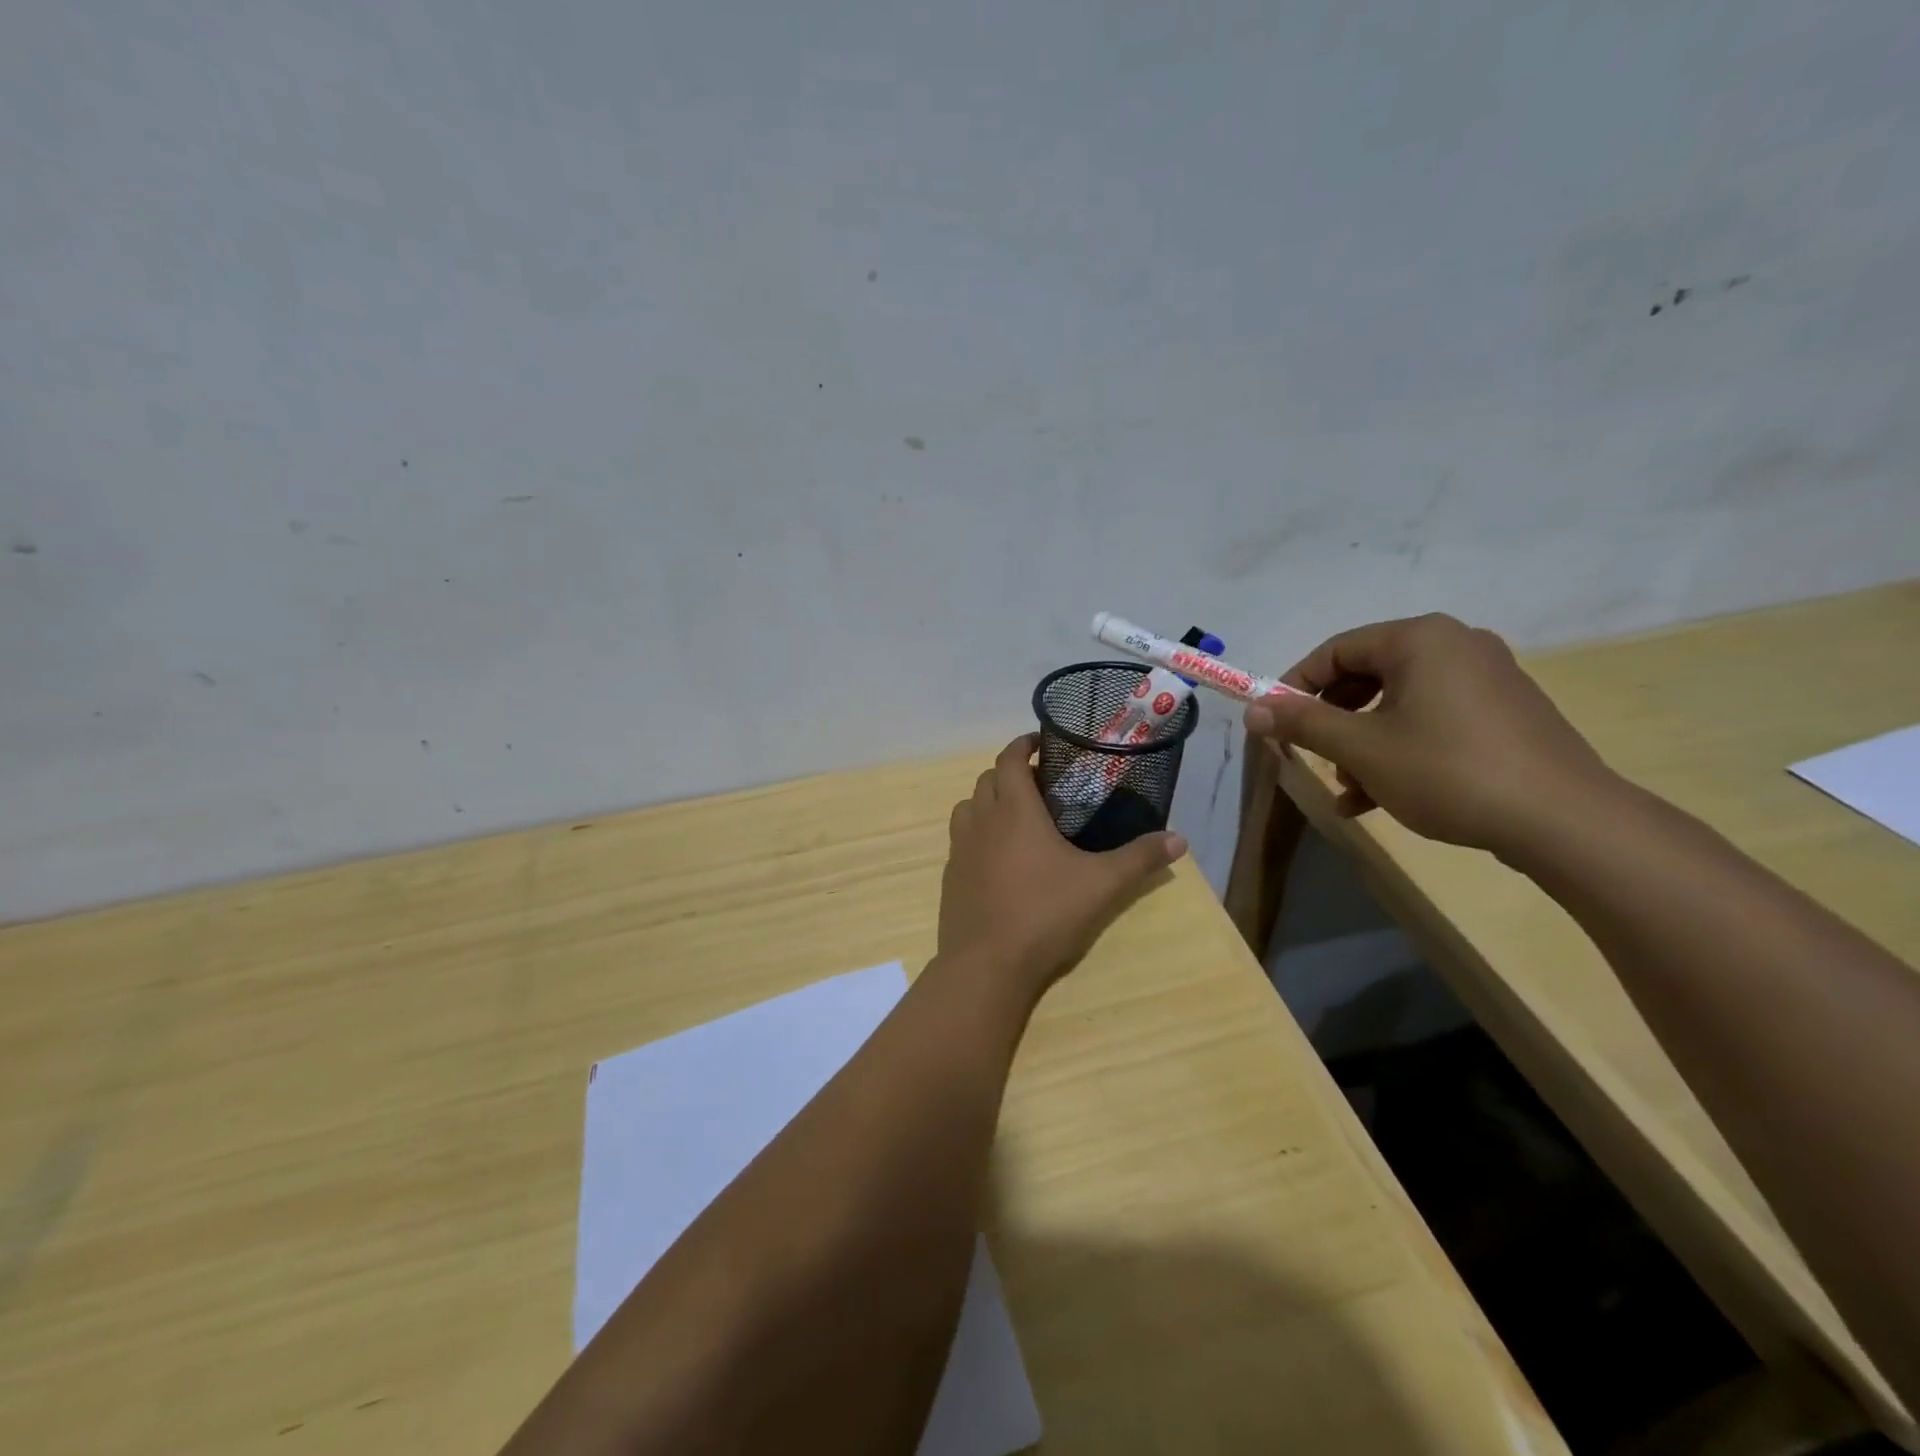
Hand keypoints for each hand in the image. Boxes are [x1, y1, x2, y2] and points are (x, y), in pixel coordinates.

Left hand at [937, 735, 1186, 991]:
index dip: (1023, 744)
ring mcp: (960, 848)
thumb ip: (1140, 859)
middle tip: (1041, 785)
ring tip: (1017, 817)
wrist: (987, 965)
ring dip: (989, 801)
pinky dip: (978, 833)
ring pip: (969, 807)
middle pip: (988, 779)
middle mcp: (981, 820)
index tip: (1041, 742)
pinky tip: (1000, 858)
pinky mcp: (951, 875)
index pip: (1009, 758)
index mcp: (1014, 810)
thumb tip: (1179, 840)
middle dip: (1010, 773)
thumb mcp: (1102, 885)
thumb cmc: (1045, 914)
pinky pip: (960, 839)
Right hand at [1242, 614, 1617, 853]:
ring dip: (1361, 743)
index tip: (1274, 725)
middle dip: (1331, 721)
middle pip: (1366, 675)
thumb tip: (1252, 709)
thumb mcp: (1361, 749)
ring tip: (1348, 788)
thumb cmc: (1448, 771)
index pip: (1335, 650)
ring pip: (1398, 703)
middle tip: (1310, 756)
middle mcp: (1455, 645)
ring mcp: (1486, 678)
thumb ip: (1301, 724)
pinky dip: (1399, 749)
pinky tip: (1378, 796)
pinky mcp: (1505, 712)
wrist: (1564, 821)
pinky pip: (1432, 719)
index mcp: (1420, 639)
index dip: (1295, 687)